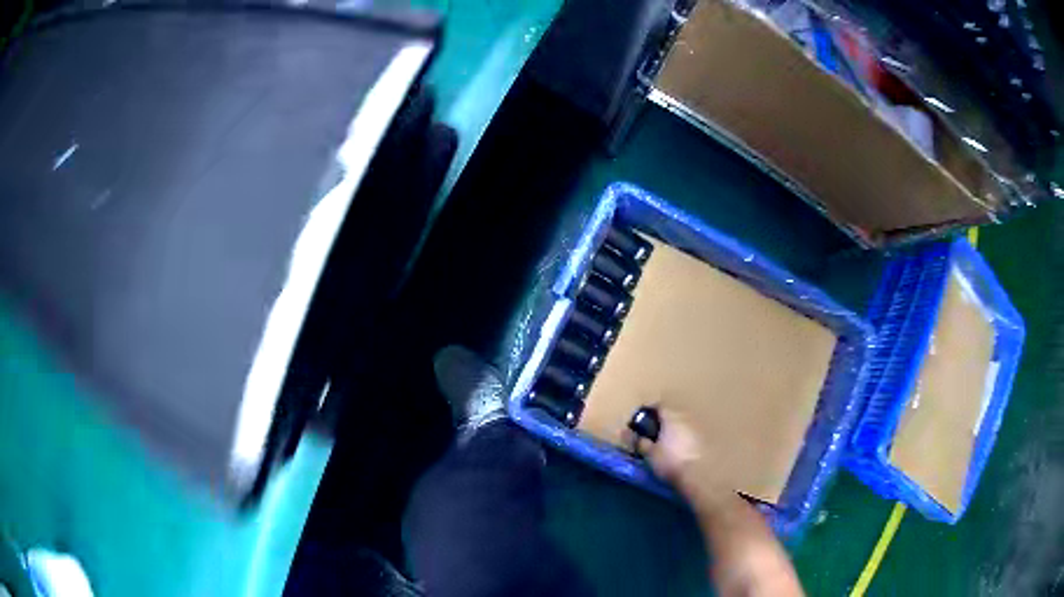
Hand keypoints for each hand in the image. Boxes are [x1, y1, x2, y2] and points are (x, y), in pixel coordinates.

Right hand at [637, 407, 733, 508]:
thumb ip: (641, 443)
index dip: (648, 413)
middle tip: (652, 435)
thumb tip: (635, 437)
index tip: (641, 422)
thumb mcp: (650, 454)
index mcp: (671, 416)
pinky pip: (690, 435)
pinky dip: (684, 440)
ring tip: (666, 445)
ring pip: (682, 425)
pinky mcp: (706, 440)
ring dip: (674, 432)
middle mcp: (686, 417)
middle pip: (672, 415)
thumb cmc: (671, 460)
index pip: (658, 406)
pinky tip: (679, 452)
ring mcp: (698, 428)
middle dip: (662, 423)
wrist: (699, 474)